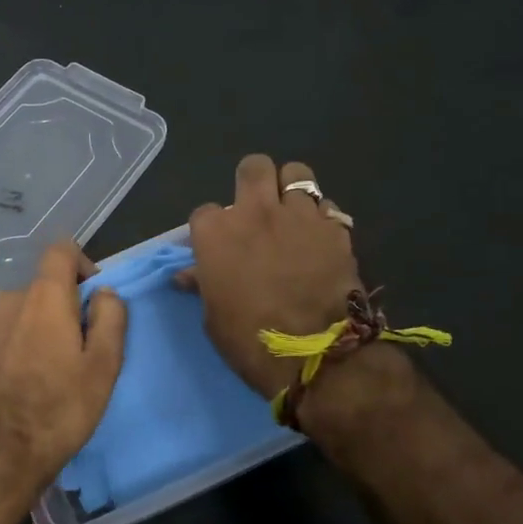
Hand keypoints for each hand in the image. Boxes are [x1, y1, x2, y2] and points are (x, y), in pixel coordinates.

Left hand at [0, 239, 127, 510]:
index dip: (82, 264)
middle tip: (75, 352)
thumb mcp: (104, 366)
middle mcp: (7, 300)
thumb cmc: (58, 409)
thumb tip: (104, 292)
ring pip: (17, 315)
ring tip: (44, 374)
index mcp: (43, 296)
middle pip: (41, 290)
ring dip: (34, 331)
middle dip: (60, 310)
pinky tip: (16, 386)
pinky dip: (11, 349)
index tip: (92, 297)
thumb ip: (111, 318)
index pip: (61, 251)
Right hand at [186, 155, 363, 399]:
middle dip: (253, 181)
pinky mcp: (334, 228)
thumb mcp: (213, 316)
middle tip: (257, 207)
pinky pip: (327, 205)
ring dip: (290, 188)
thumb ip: (203, 284)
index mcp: (216, 233)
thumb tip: (188, 275)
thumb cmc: (249, 340)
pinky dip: (321, 217)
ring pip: (296, 173)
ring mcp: (298, 215)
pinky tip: (319, 236)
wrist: (314, 356)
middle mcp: (255, 212)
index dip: (211, 229)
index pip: (205, 212)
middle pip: (253, 167)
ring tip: (291, 212)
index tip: (217, 248)